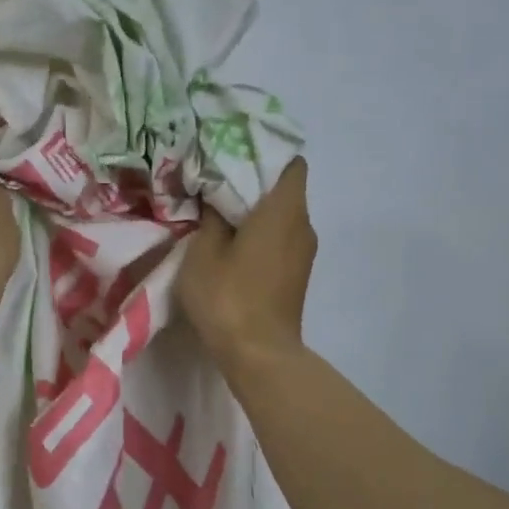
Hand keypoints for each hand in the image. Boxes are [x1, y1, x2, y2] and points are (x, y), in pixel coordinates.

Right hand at [178, 157, 315, 365]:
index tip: (234, 157)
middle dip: (254, 183)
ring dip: (257, 212)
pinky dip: (262, 234)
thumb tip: (215, 195)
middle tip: (217, 183)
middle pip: (286, 189)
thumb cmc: (229, 296)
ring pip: (283, 216)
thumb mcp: (203, 251)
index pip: (291, 163)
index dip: (264, 154)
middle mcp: (303, 225)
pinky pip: (282, 239)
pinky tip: (233, 245)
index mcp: (284, 210)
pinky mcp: (297, 275)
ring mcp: (304, 253)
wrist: (259, 354)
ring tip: (221, 214)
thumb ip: (210, 216)